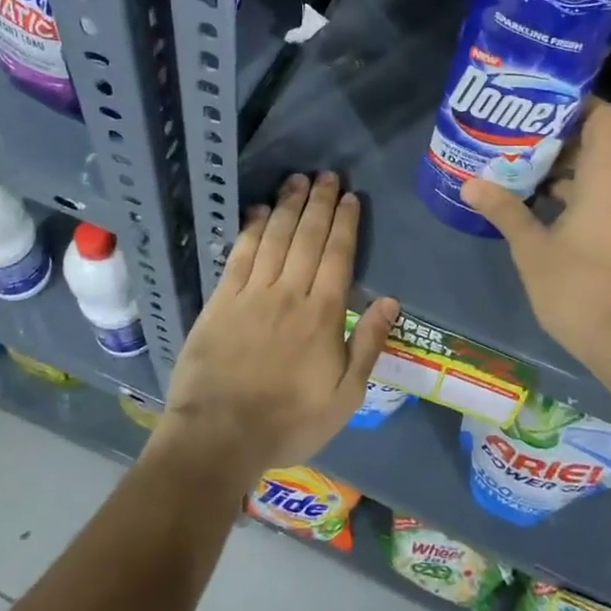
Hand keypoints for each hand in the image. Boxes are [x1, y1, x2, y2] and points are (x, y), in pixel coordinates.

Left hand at [153, 172, 397, 486]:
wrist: (220, 435)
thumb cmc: (289, 421)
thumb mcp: (345, 395)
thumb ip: (368, 344)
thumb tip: (390, 301)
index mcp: (323, 314)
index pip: (338, 255)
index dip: (345, 223)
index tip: (350, 197)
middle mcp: (289, 293)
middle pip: (308, 238)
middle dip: (319, 203)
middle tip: (327, 175)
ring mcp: (252, 294)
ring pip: (275, 238)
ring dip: (288, 206)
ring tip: (297, 180)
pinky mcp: (221, 301)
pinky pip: (240, 255)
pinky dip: (252, 230)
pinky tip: (260, 211)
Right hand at [462, 100, 610, 377]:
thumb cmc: (577, 287)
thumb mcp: (531, 248)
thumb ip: (504, 210)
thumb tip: (470, 183)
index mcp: (607, 178)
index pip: (604, 117)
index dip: (576, 102)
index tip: (540, 101)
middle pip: (594, 146)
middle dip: (553, 141)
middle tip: (512, 140)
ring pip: (595, 177)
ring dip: (559, 174)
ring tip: (516, 173)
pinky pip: (600, 201)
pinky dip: (572, 198)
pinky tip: (536, 210)